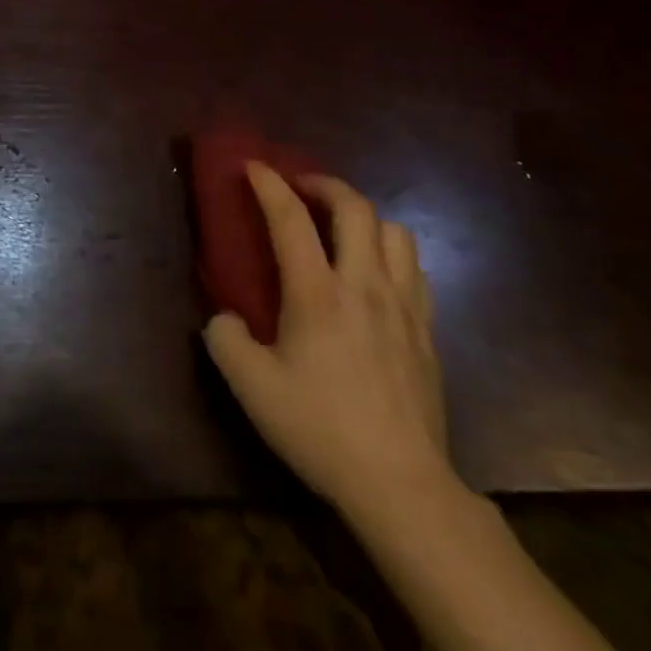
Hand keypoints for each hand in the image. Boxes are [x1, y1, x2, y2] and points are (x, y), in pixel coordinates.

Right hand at [204, 162, 449, 514]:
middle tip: (301, 188)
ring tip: (343, 228)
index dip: (268, 183)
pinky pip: (415, 267)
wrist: (401, 484)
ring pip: (394, 230)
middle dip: (324, 183)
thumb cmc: (321, 430)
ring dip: (364, 216)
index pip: (290, 217)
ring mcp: (403, 304)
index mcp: (317, 293)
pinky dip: (391, 252)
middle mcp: (364, 284)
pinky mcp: (427, 329)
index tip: (253, 166)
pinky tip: (376, 273)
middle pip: (355, 206)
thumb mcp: (252, 389)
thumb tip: (223, 316)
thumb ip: (225, 340)